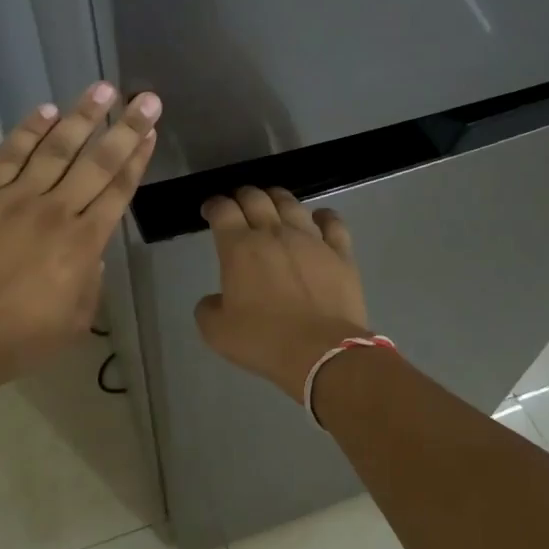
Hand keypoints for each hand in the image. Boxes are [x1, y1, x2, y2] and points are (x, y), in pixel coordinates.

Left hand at [0, 82, 159, 397]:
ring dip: (82, 117)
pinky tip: (48, 111)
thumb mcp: (75, 322)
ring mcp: (15, 198)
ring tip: (103, 89)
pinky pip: (10, 154)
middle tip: (146, 98)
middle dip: (125, 128)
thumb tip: (91, 253)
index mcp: (83, 245)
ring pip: (56, 148)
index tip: (150, 132)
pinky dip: (29, 131)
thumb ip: (91, 281)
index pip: (118, 190)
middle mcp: (56, 211)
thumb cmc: (16, 339)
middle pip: (97, 162)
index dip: (137, 158)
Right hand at [196, 187, 369, 401]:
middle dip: (242, 195)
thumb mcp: (216, 332)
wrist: (321, 352)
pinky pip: (332, 222)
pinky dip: (322, 216)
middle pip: (256, 198)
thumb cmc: (263, 340)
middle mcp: (274, 233)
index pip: (222, 210)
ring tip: (272, 203)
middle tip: (238, 204)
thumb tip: (215, 300)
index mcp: (239, 248)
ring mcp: (311, 239)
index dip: (213, 205)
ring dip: (277, 198)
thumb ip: (208, 308)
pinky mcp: (340, 253)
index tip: (209, 211)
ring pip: (292, 203)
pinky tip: (318, 218)